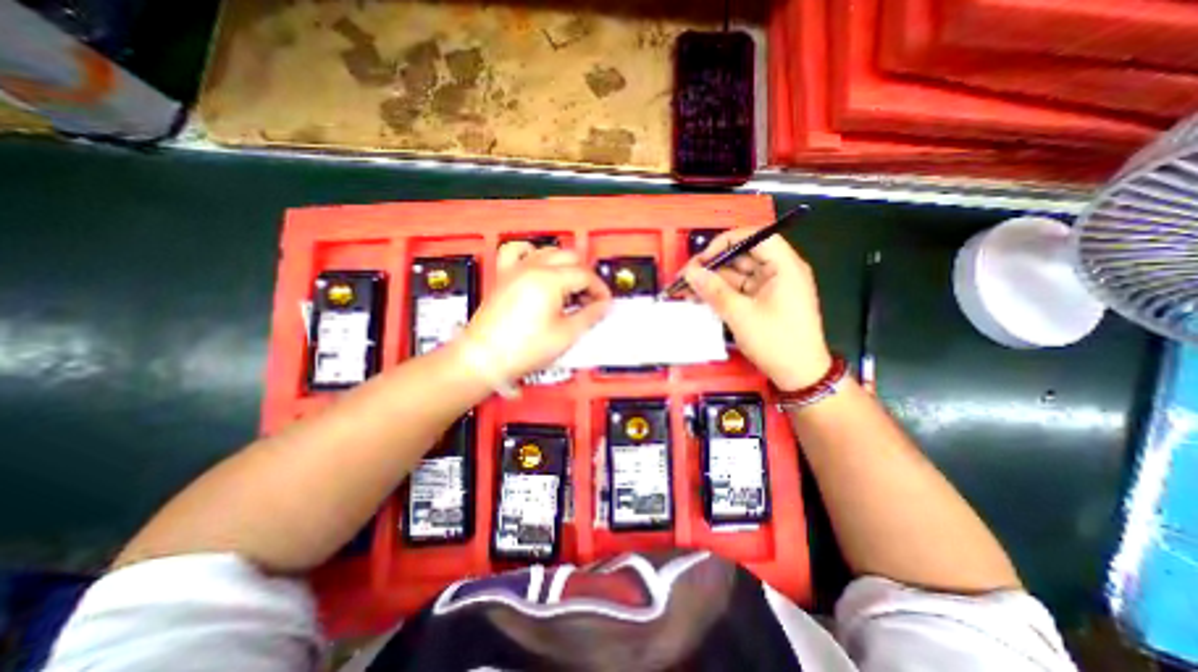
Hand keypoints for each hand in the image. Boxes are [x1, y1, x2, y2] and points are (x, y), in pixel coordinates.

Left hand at [457, 244, 611, 386]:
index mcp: (549, 280)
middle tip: (590, 298)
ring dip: (565, 265)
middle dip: (585, 276)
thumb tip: (603, 306)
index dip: (599, 289)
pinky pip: (517, 252)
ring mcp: (515, 269)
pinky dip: (532, 253)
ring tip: (570, 287)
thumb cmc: (523, 349)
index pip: (584, 275)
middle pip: (569, 258)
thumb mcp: (566, 335)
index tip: (604, 303)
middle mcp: (532, 267)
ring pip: (548, 252)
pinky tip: (539, 265)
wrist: (484, 359)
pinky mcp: (504, 276)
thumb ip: (589, 316)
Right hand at [682, 228, 834, 390]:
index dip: (727, 242)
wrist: (799, 375)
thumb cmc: (776, 342)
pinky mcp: (763, 301)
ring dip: (713, 280)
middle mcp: (779, 271)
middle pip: (743, 255)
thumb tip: (690, 272)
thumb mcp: (741, 316)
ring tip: (687, 290)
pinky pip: (738, 289)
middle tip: (687, 276)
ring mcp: (770, 287)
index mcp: (784, 267)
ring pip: (737, 274)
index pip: (756, 237)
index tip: (703, 258)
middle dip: (713, 264)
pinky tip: (700, 298)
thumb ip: (714, 291)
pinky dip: (720, 293)